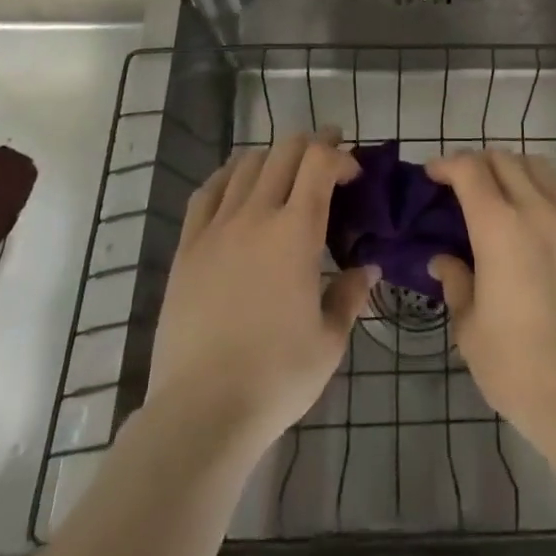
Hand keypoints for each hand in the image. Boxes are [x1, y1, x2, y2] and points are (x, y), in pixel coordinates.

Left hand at [146, 128, 375, 454]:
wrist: (201, 412)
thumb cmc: (276, 377)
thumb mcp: (329, 341)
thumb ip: (350, 296)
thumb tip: (368, 269)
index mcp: (296, 231)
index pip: (320, 162)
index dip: (340, 155)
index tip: (353, 174)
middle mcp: (257, 215)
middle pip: (285, 150)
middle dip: (312, 144)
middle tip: (328, 157)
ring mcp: (217, 227)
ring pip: (247, 164)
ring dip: (273, 157)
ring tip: (286, 172)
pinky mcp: (188, 247)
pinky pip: (207, 191)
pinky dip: (229, 175)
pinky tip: (237, 183)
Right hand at [426, 150, 555, 448]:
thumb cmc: (518, 366)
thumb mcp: (470, 328)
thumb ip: (456, 283)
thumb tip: (443, 261)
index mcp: (498, 225)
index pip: (469, 169)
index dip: (447, 164)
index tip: (433, 174)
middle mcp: (537, 208)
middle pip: (504, 159)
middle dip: (478, 163)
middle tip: (463, 185)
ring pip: (539, 168)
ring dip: (514, 170)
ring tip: (503, 195)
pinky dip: (546, 191)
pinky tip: (540, 218)